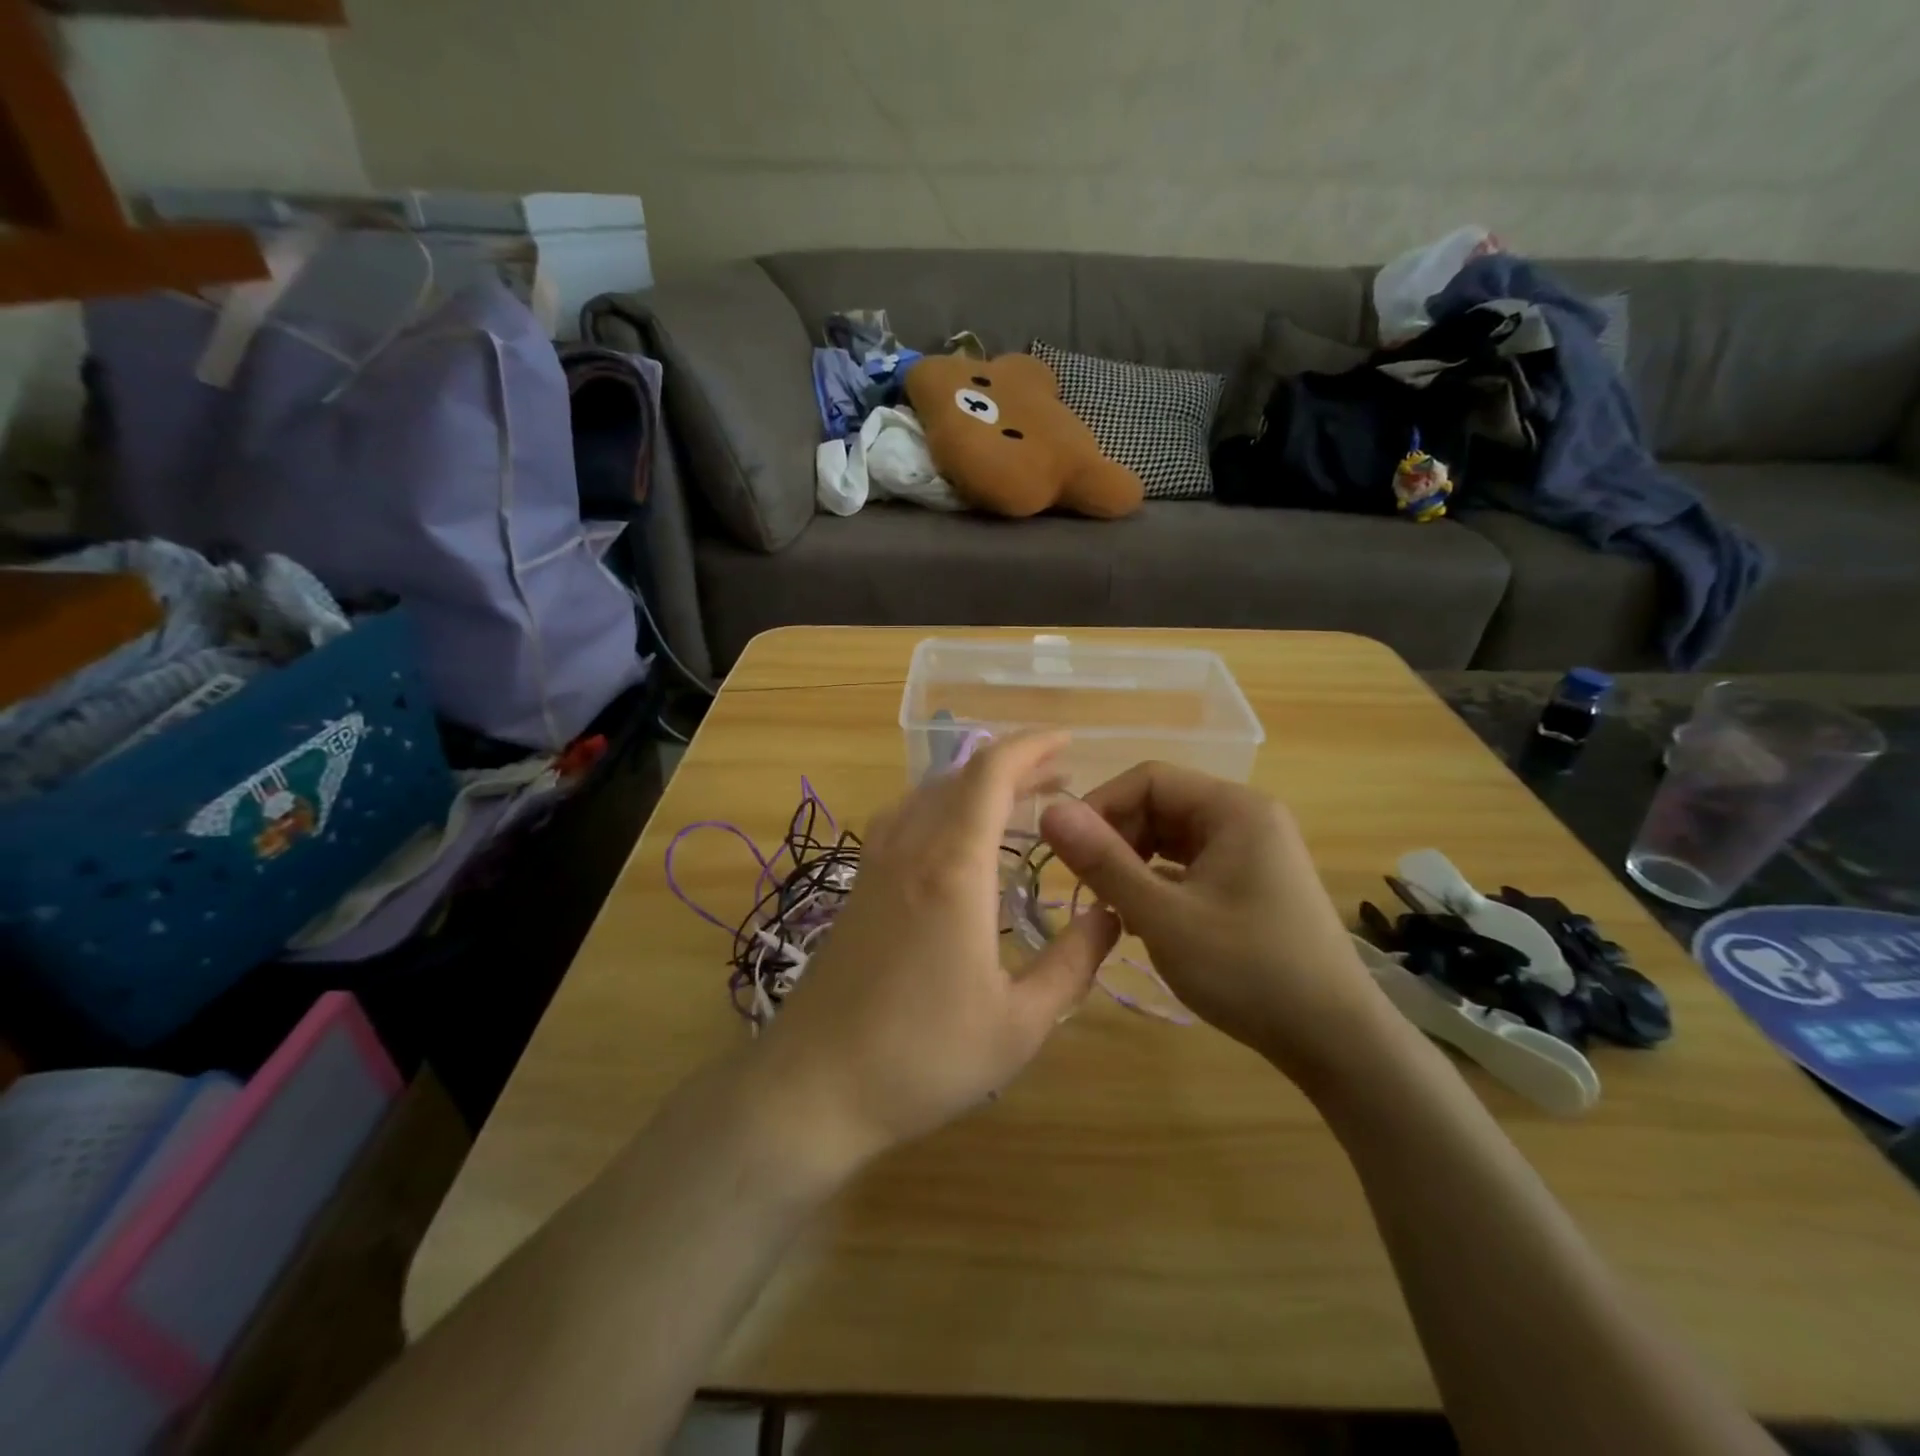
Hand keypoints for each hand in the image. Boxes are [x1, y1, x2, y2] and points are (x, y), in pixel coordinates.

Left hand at [755, 731, 1121, 1176]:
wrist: (815, 1086)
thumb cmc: (923, 1057)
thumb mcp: (1020, 1023)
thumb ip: (1072, 963)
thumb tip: (1108, 913)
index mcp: (953, 869)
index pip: (990, 775)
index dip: (1031, 748)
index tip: (1067, 742)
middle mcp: (910, 849)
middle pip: (960, 777)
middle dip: (1013, 766)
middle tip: (1059, 778)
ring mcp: (875, 865)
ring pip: (928, 794)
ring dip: (974, 785)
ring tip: (1017, 801)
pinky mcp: (858, 887)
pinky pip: (904, 819)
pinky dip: (941, 806)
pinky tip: (956, 837)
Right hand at [1039, 762, 1394, 1087]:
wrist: (1336, 1041)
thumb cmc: (1248, 970)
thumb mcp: (1164, 916)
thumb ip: (1104, 862)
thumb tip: (1050, 812)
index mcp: (1233, 808)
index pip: (1148, 779)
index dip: (1100, 807)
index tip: (1066, 851)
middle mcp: (1246, 817)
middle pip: (1160, 804)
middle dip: (1117, 838)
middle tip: (1087, 885)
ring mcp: (1253, 850)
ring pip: (1172, 837)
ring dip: (1134, 863)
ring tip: (1111, 905)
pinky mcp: (1252, 882)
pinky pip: (1191, 864)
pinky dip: (1159, 882)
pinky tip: (1142, 918)